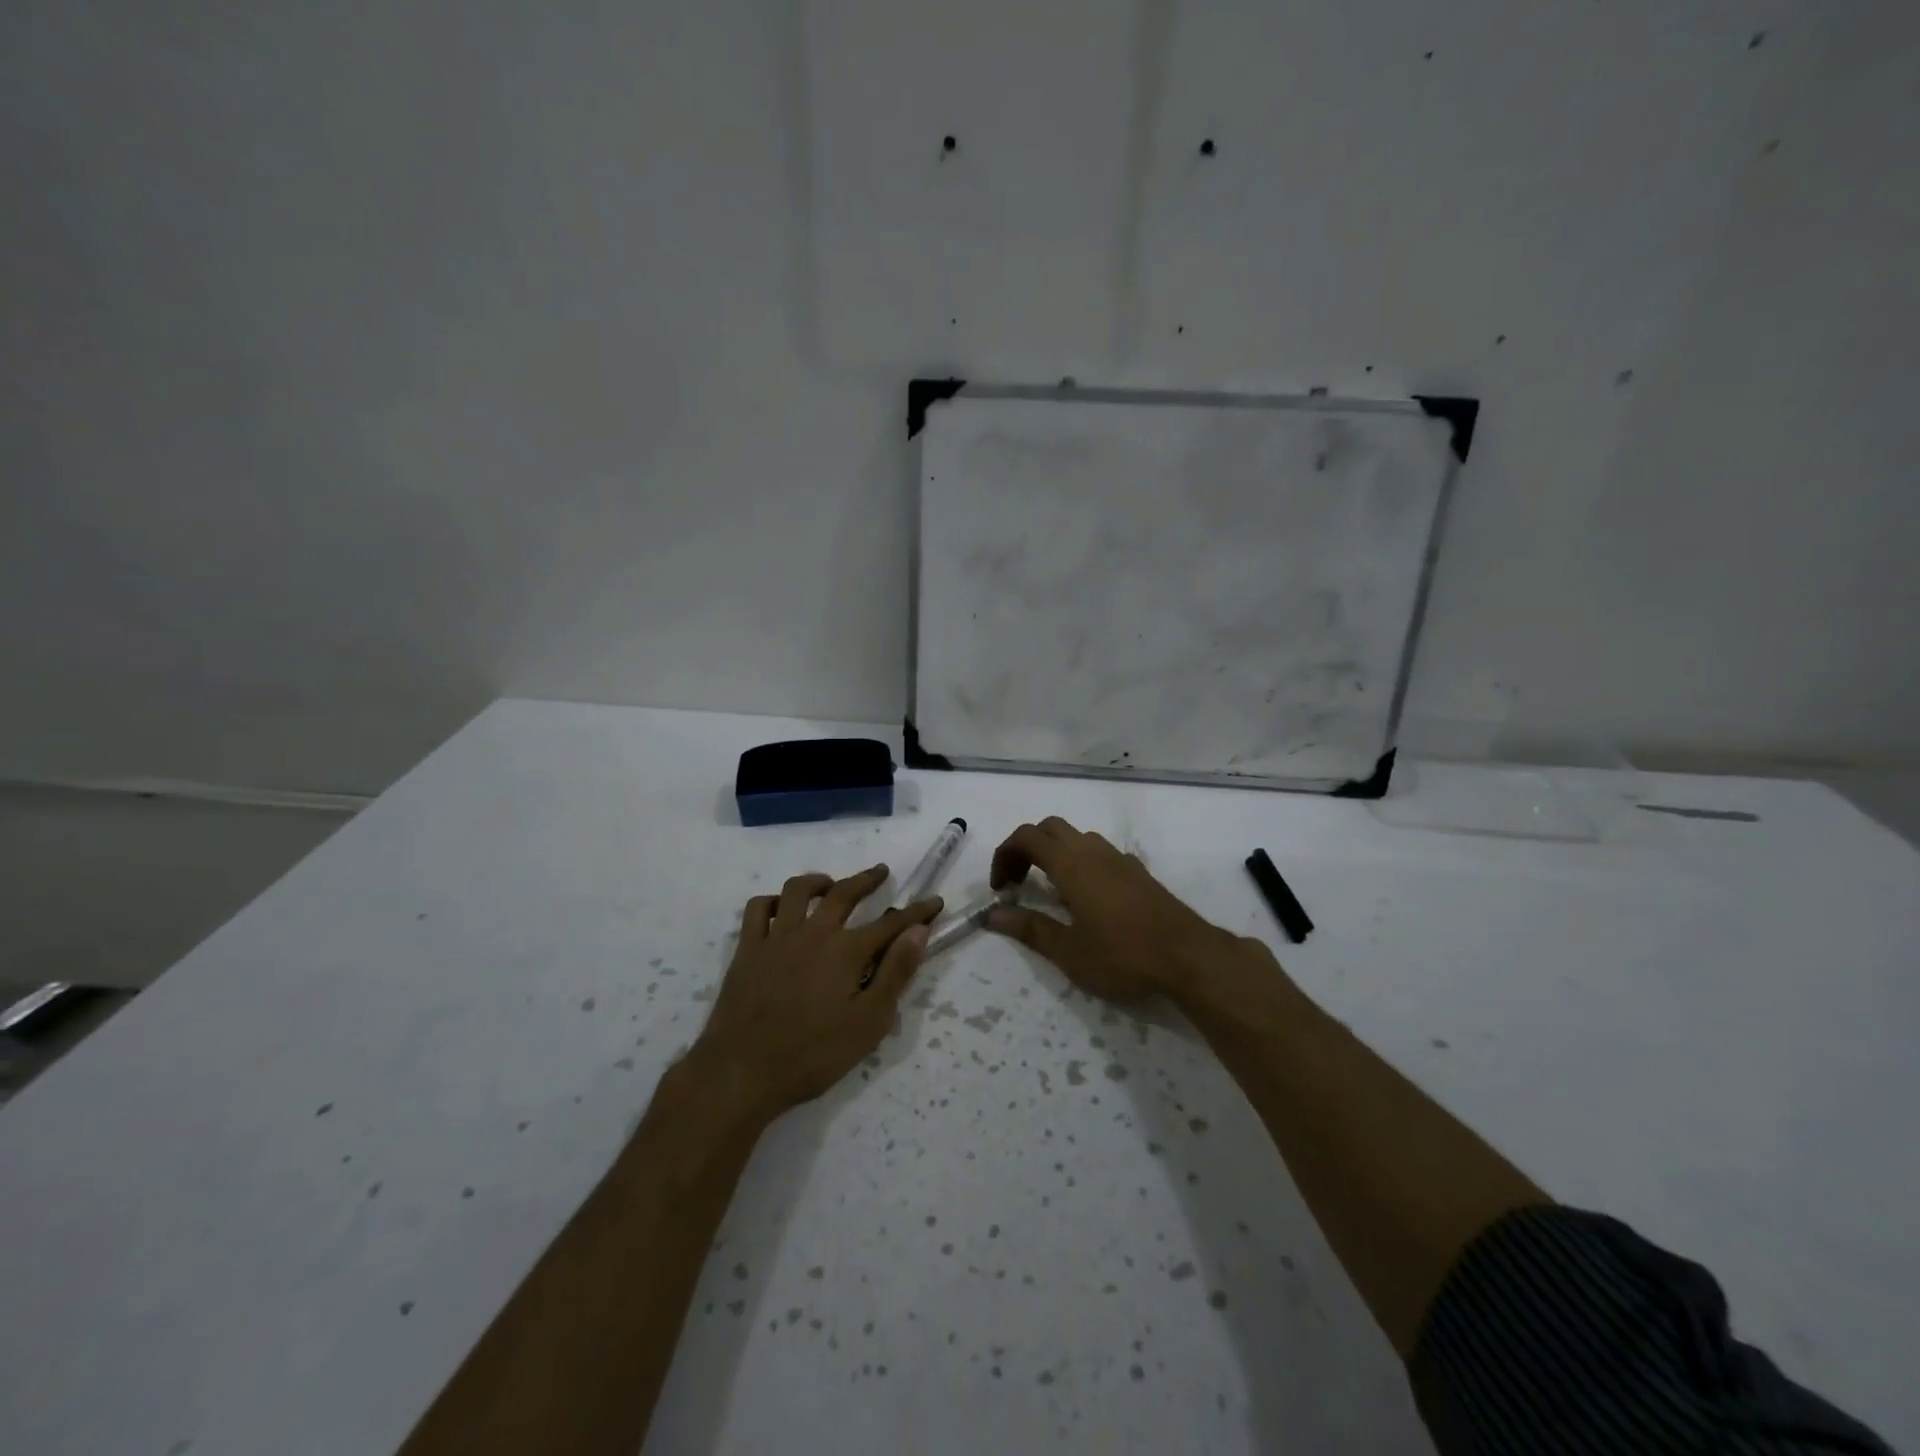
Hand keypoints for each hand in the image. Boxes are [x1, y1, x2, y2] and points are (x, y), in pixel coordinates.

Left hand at [689, 865, 940, 1120]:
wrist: (742, 1072)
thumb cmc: (813, 1054)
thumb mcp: (868, 1022)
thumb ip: (895, 973)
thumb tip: (919, 932)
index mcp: (846, 951)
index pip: (891, 924)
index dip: (916, 912)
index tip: (934, 902)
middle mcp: (813, 933)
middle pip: (843, 893)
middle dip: (867, 880)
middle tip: (881, 872)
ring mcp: (776, 937)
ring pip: (797, 891)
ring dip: (818, 881)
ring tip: (830, 884)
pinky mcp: (747, 950)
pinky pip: (757, 910)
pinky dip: (772, 901)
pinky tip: (781, 908)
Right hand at [988, 817, 1242, 1000]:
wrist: (1188, 957)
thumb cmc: (1122, 955)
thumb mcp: (1068, 951)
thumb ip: (1029, 928)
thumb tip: (993, 915)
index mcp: (1071, 864)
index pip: (1026, 837)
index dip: (1004, 855)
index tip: (1000, 888)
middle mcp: (1093, 851)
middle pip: (1049, 828)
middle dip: (1026, 848)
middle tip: (1018, 882)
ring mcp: (1119, 859)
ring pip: (1077, 836)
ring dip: (1054, 852)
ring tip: (1049, 890)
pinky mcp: (1138, 871)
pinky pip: (1099, 852)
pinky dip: (1080, 861)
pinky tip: (1087, 897)